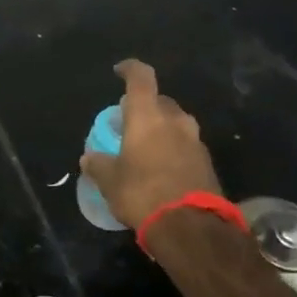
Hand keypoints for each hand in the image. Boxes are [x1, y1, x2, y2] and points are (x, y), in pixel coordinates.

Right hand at [79, 59, 224, 229]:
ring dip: (162, 129)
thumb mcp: (110, 181)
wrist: (191, 227)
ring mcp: (195, 141)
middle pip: (160, 101)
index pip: (140, 78)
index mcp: (148, 116)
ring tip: (145, 146)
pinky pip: (186, 145)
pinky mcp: (207, 163)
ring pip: (176, 123)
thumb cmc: (142, 193)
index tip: (119, 71)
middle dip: (145, 106)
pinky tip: (162, 168)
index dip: (129, 69)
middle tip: (129, 121)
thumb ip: (98, 165)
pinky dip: (173, 149)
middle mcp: (175, 121)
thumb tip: (88, 158)